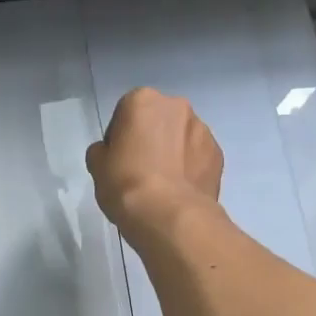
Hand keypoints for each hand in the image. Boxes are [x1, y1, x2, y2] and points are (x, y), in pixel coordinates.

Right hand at [86, 88, 222, 239]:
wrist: (170, 215)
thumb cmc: (126, 183)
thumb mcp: (96, 166)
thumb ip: (102, 150)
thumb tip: (110, 152)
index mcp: (143, 100)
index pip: (125, 113)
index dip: (120, 138)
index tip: (118, 160)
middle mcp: (177, 106)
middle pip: (158, 121)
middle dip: (151, 139)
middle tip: (140, 170)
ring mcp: (203, 129)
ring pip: (182, 137)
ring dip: (173, 152)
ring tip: (163, 184)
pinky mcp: (218, 154)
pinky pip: (198, 157)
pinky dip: (190, 168)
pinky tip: (180, 191)